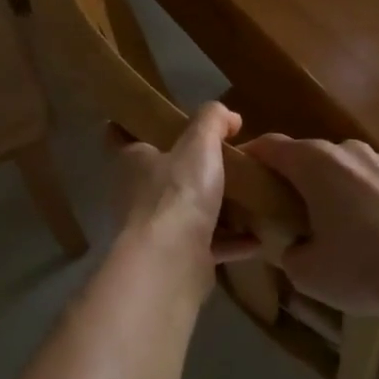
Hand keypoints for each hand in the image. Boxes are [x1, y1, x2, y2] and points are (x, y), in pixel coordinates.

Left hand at [108, 102, 262, 271]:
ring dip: (214, 207)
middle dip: (186, 167)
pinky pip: (209, 245)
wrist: (172, 262)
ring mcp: (157, 229)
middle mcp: (138, 193)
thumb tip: (228, 115)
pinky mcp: (179, 258)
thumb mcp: (199, 144)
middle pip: (160, 174)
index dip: (134, 123)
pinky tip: (258, 238)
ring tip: (247, 196)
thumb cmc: (178, 193)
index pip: (121, 135)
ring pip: (186, 211)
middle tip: (221, 156)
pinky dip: (232, 242)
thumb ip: (212, 121)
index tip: (159, 118)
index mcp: (133, 161)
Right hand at [241, 135, 378, 322]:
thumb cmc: (367, 268)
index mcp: (315, 165)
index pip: (270, 146)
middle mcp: (351, 151)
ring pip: (355, 171)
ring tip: (354, 232)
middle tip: (298, 217)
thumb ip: (288, 252)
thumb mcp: (308, 274)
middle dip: (302, 182)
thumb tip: (293, 246)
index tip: (243, 175)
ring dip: (346, 192)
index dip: (252, 157)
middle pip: (314, 158)